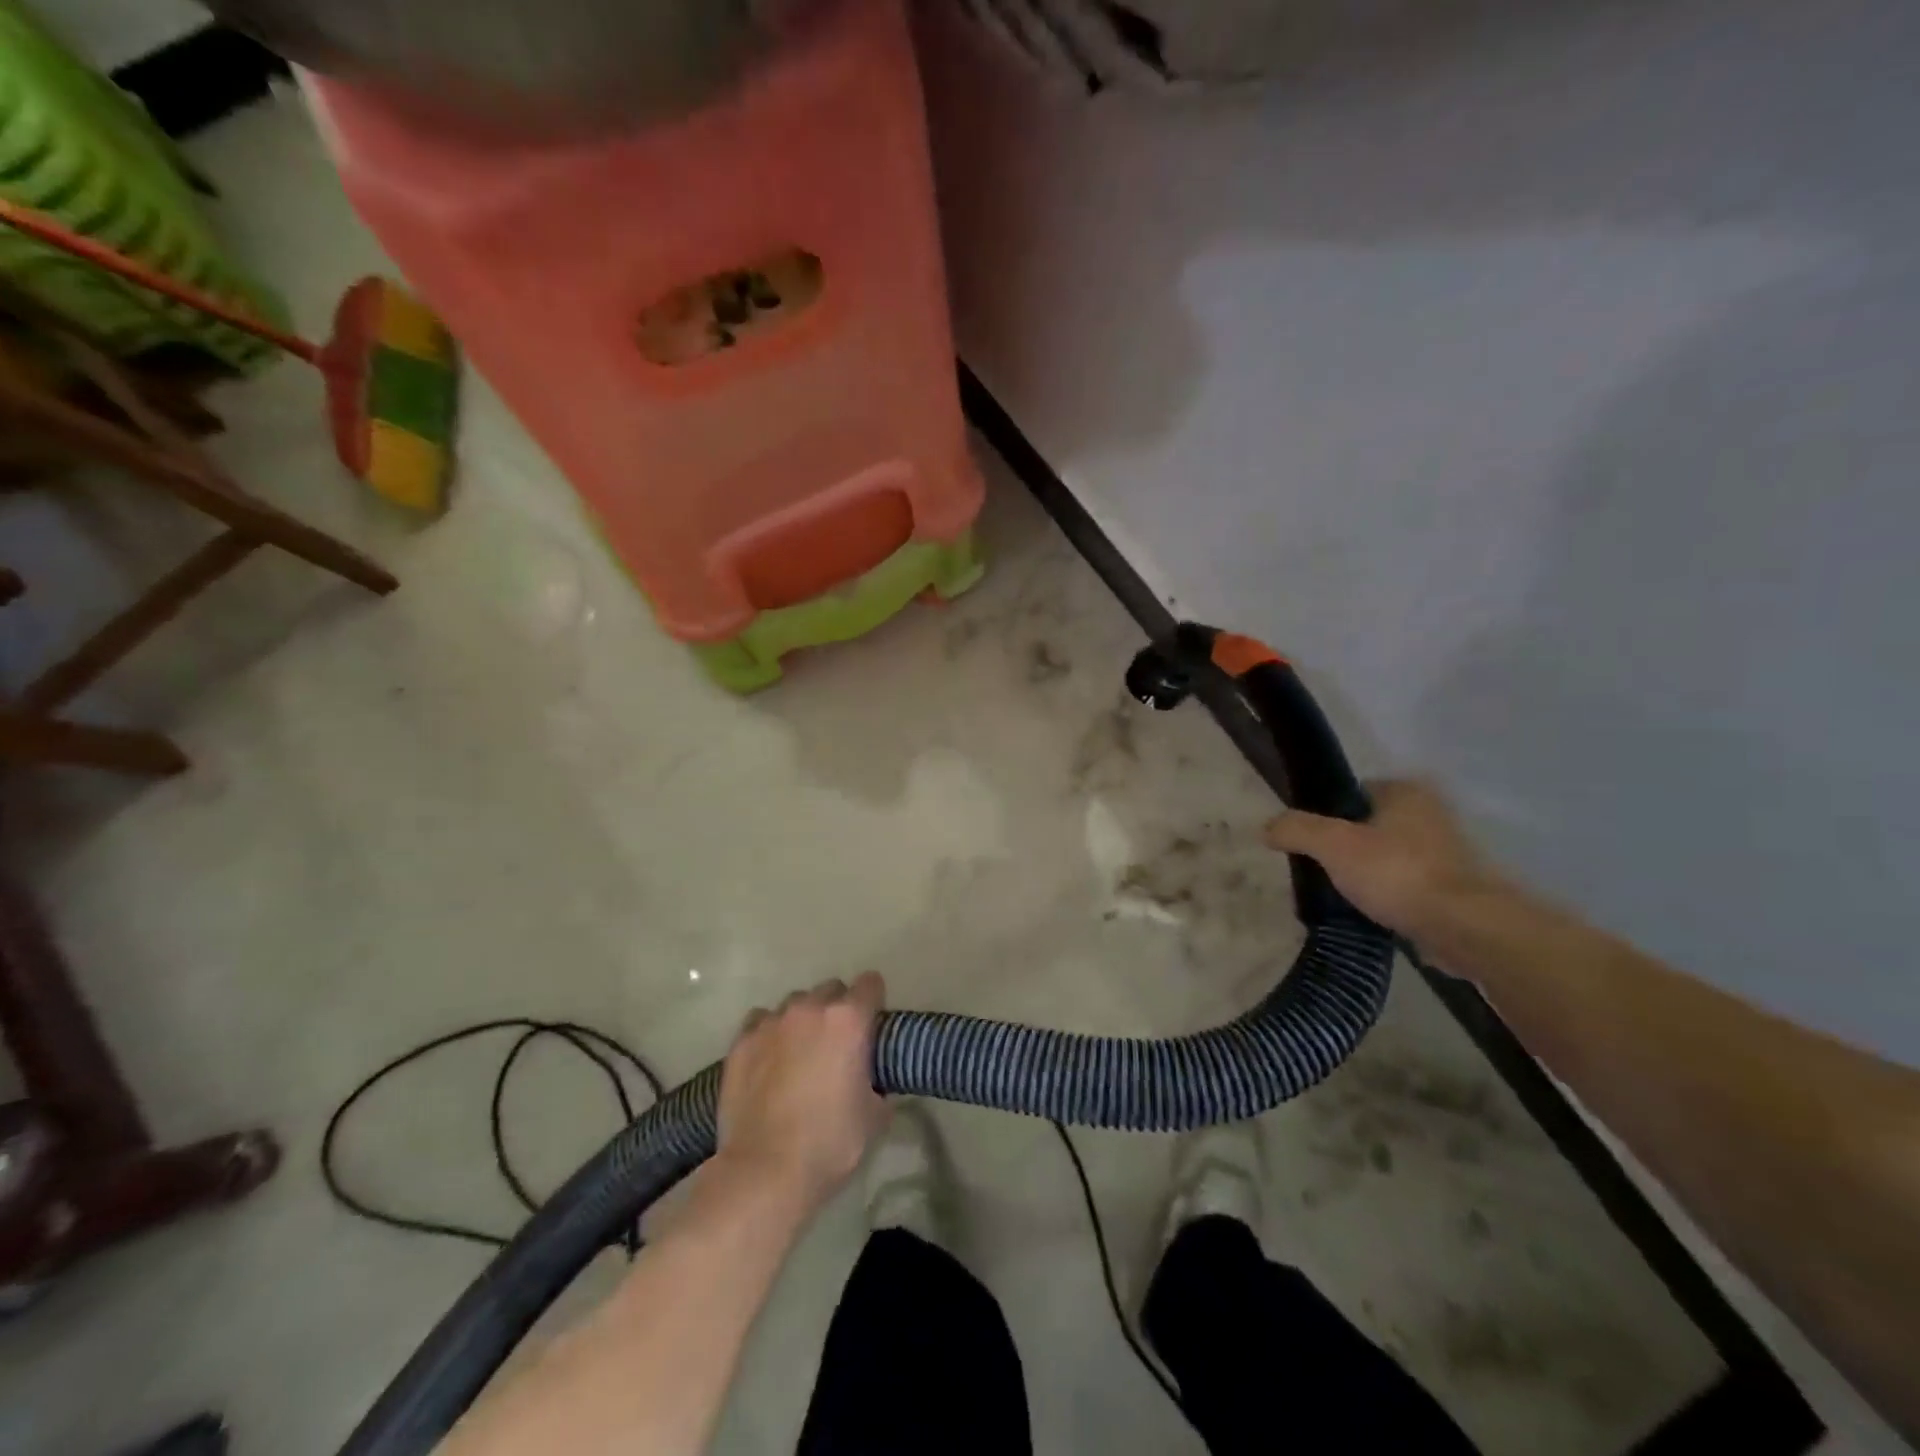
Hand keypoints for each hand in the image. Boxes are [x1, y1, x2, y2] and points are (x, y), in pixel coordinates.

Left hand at [717, 973, 887, 1212]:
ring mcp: (772, 1022)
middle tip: (837, 1044)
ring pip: (794, 1004)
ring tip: (799, 1053)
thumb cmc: (830, 1143)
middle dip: (838, 1009)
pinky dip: (769, 1033)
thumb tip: (873, 1081)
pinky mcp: (741, 1042)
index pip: (870, 984)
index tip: (873, 1024)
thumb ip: (878, 1083)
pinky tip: (769, 1060)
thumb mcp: (875, 1115)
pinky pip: (761, 1021)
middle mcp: (810, 1009)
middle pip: (831, 989)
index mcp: (849, 1020)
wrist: (764, 1172)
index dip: (875, 1001)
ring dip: (803, 1020)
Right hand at [1265, 780, 1498, 936]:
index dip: (1327, 814)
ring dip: (1368, 873)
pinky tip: (1370, 912)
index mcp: (1406, 791)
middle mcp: (1431, 814)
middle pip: (1369, 826)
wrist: (1465, 928)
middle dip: (1346, 847)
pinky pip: (1406, 885)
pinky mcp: (1455, 888)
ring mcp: (1447, 852)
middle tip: (1321, 868)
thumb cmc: (1397, 873)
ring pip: (1388, 856)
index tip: (1310, 840)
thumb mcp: (1332, 844)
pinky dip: (1388, 895)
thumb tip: (1266, 827)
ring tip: (1342, 894)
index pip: (1353, 792)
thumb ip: (1296, 829)